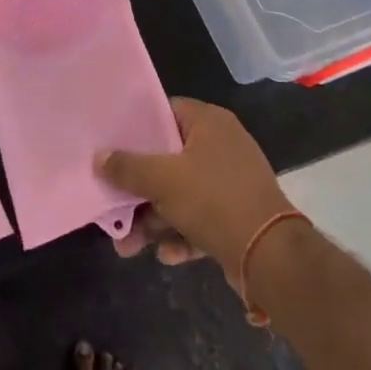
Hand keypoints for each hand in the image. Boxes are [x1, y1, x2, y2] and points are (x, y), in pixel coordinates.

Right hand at [98, 98, 291, 275]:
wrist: (271, 257)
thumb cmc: (214, 200)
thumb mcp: (162, 180)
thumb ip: (127, 167)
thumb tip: (99, 157)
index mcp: (209, 122)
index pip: (164, 112)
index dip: (136, 128)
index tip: (111, 144)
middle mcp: (222, 146)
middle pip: (168, 159)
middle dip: (139, 189)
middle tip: (114, 207)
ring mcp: (231, 182)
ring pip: (181, 193)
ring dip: (154, 219)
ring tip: (128, 247)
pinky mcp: (237, 215)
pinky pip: (199, 218)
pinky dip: (180, 234)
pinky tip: (166, 256)